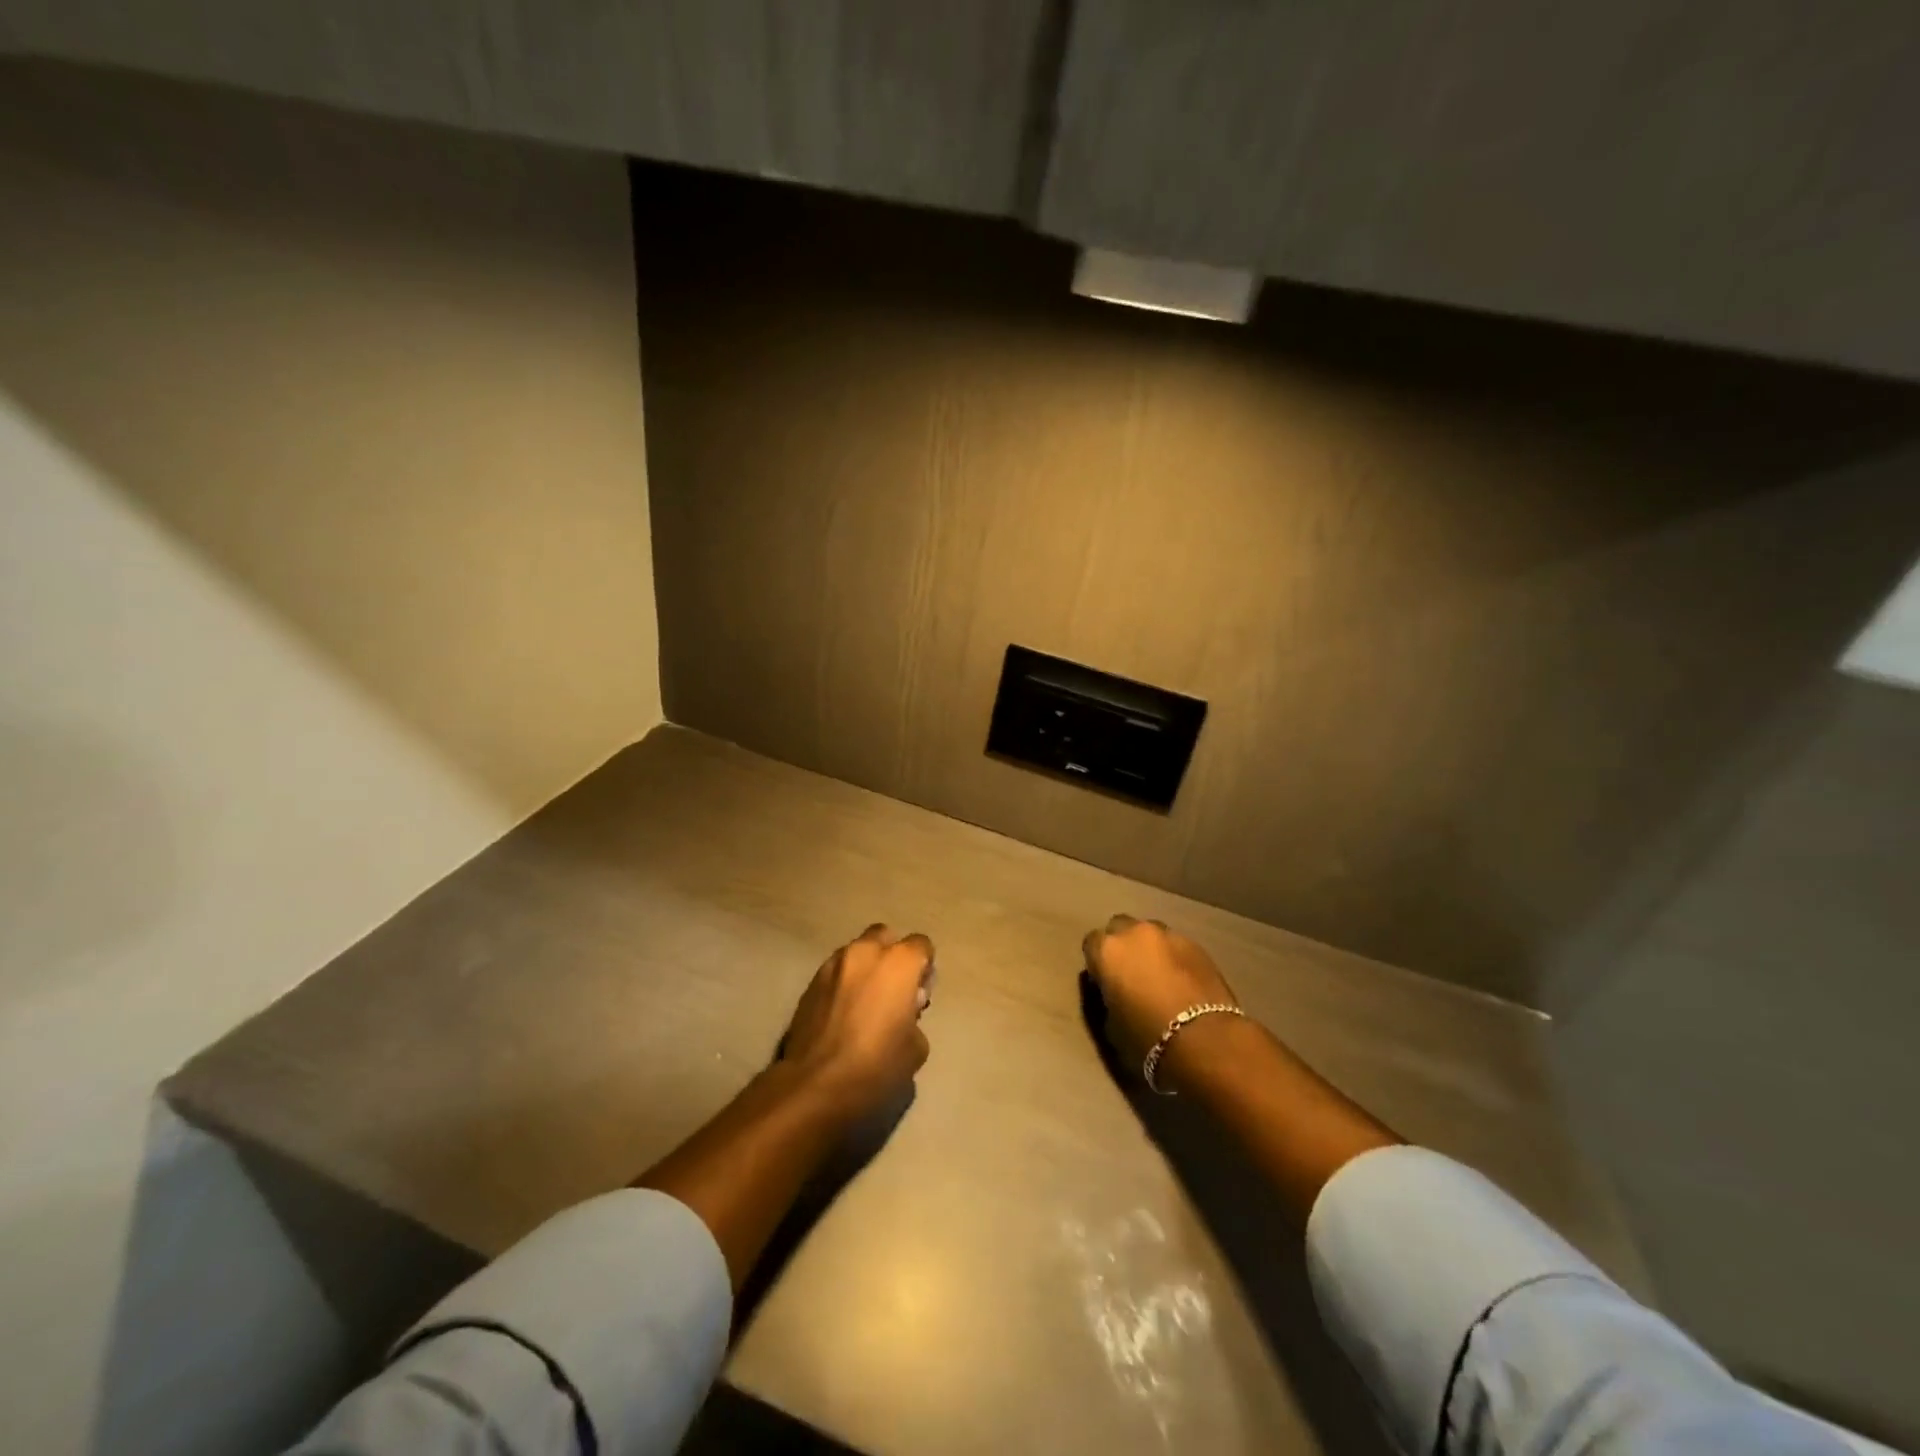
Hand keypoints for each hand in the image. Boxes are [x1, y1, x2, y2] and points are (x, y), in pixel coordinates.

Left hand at [780, 924, 933, 1118]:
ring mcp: (834, 964)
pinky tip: (842, 1013)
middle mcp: (866, 952)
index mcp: (899, 962)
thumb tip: (902, 1014)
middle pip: (885, 937)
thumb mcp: (916, 1048)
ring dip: (866, 968)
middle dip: (892, 957)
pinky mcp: (810, 982)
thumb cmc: (876, 1065)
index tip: (919, 995)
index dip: (924, 967)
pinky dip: (844, 983)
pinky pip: (836, 971)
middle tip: (893, 992)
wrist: (815, 1085)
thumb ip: (914, 1017)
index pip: (922, 945)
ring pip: (857, 952)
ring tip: (864, 1003)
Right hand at [1082, 916, 1239, 1091]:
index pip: (1091, 944)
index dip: (1097, 964)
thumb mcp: (1110, 1026)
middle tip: (1130, 975)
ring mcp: (1169, 935)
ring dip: (1150, 949)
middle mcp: (1135, 933)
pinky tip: (1182, 983)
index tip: (1104, 984)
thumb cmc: (1147, 1038)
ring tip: (1159, 978)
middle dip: (1122, 946)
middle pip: (1120, 928)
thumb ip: (1106, 998)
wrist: (1205, 1040)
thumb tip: (1114, 992)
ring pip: (1151, 934)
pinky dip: (1174, 958)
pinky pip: (1176, 946)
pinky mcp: (1198, 945)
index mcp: (1107, 950)